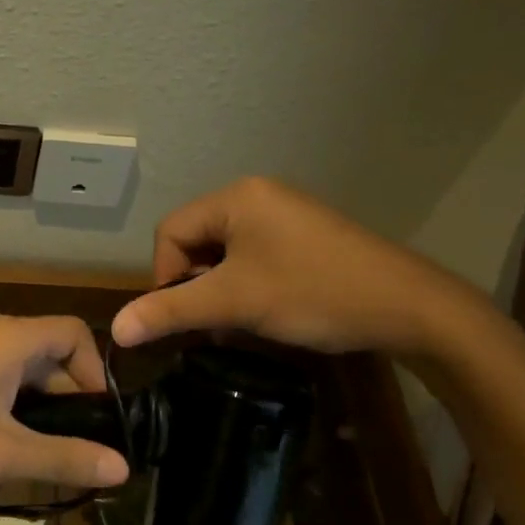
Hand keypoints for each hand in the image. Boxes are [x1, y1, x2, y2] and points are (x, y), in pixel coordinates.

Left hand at [0, 315, 129, 490]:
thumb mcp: (1, 452)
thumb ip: (63, 458)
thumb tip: (123, 468)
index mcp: (13, 338)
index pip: (77, 334)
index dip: (95, 373)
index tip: (97, 420)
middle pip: (52, 357)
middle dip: (69, 403)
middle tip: (73, 452)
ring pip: (23, 376)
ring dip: (39, 413)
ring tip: (40, 459)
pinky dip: (11, 413)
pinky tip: (0, 452)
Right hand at [110, 176, 474, 356]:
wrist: (407, 307)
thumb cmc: (313, 293)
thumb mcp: (234, 303)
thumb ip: (171, 311)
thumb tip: (117, 329)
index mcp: (236, 198)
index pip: (170, 232)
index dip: (166, 277)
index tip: (186, 317)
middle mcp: (258, 195)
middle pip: (196, 239)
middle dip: (195, 283)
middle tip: (214, 321)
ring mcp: (285, 213)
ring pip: (225, 251)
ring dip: (221, 287)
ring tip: (239, 320)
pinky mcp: (305, 235)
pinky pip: (255, 254)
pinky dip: (247, 283)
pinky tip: (266, 310)